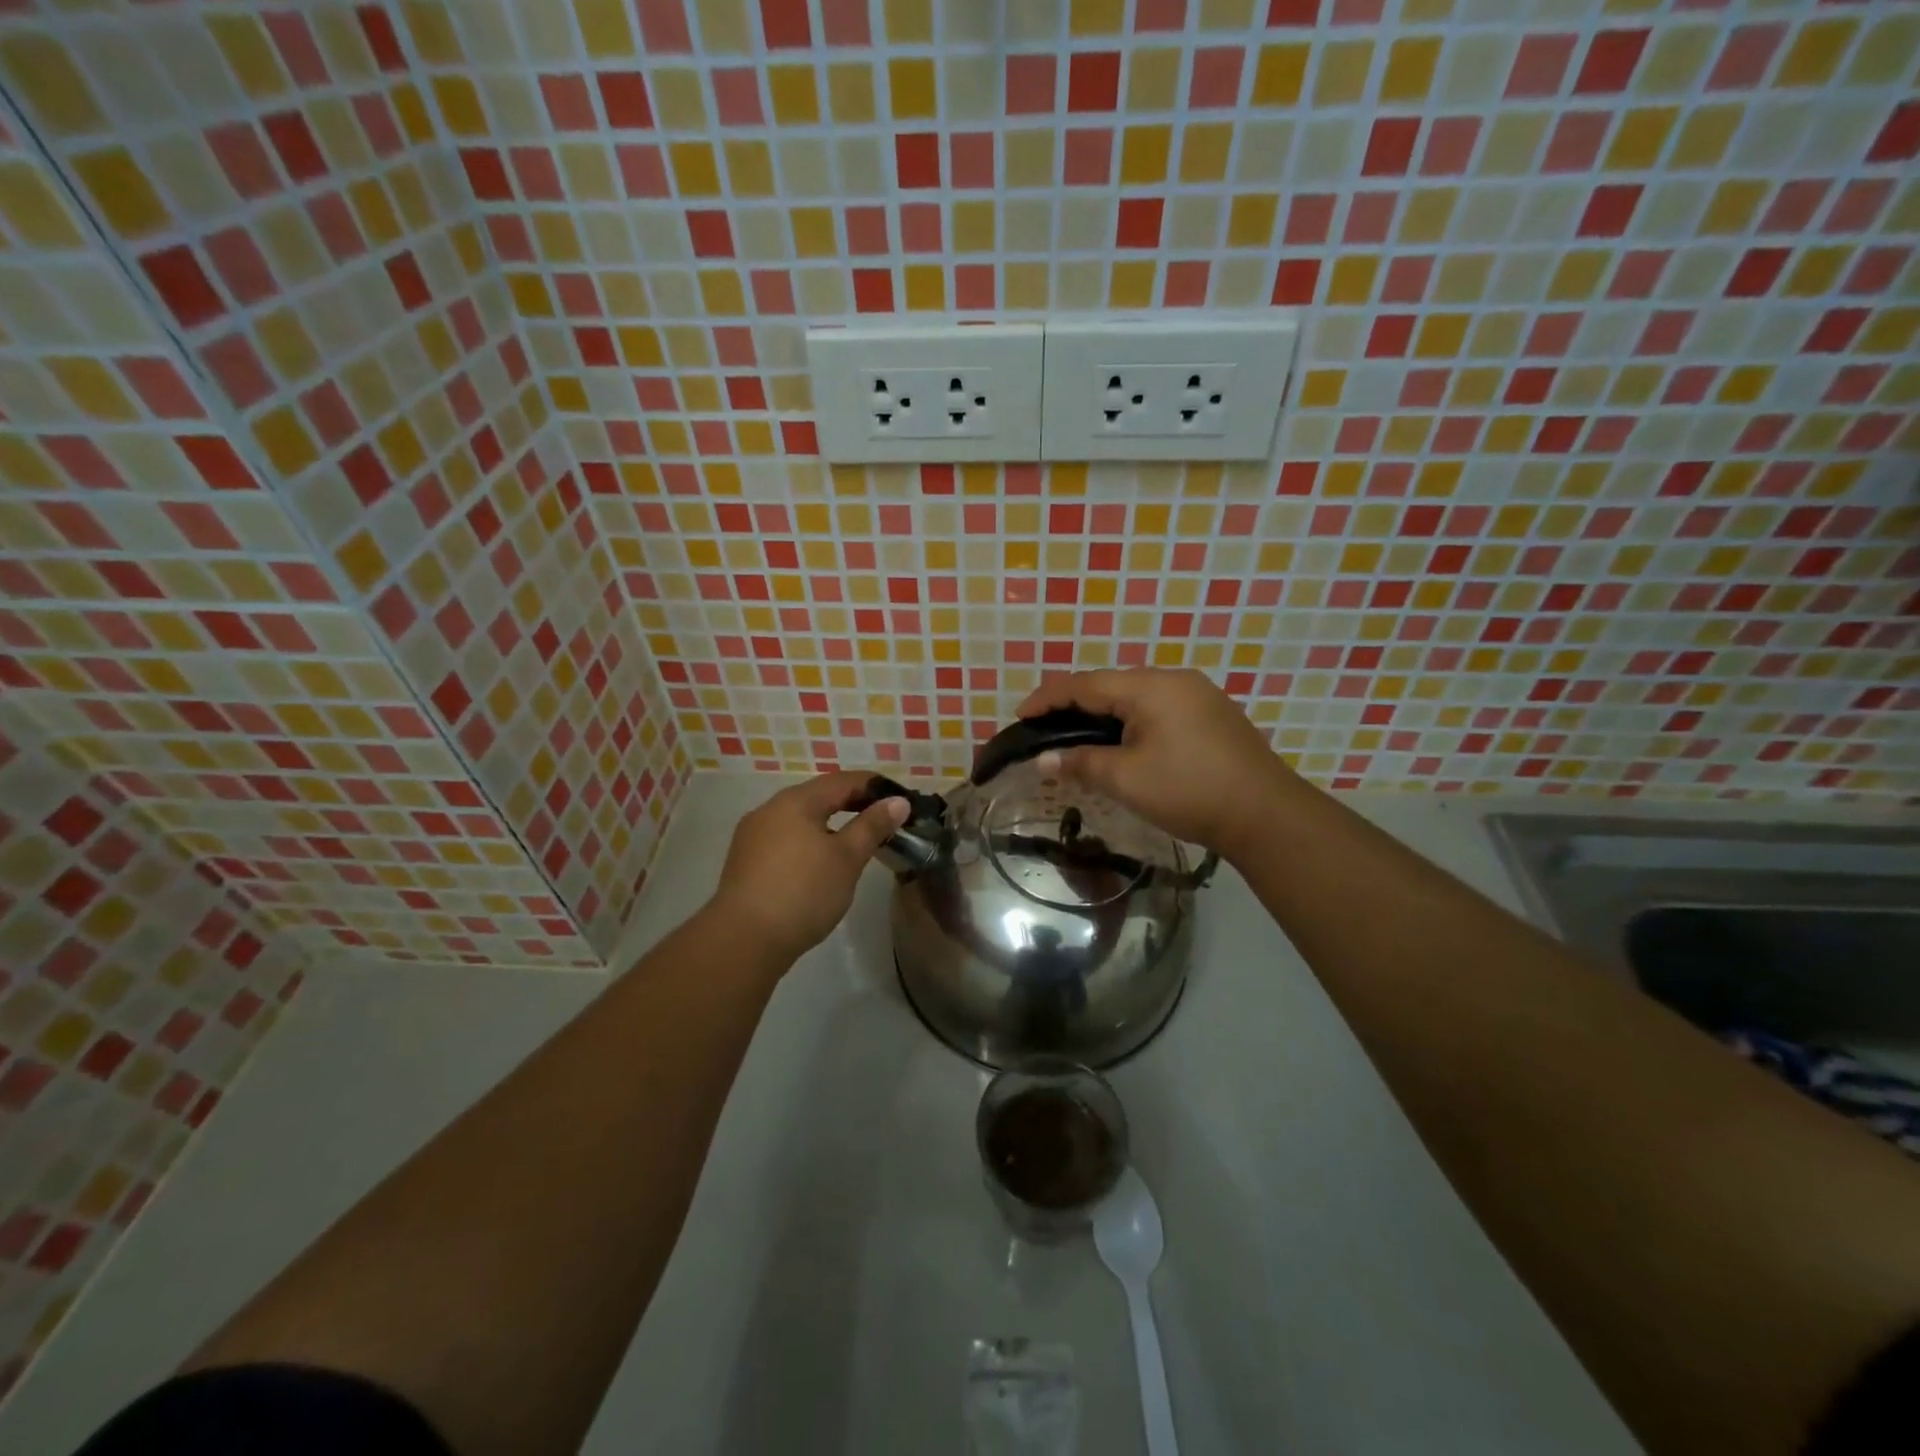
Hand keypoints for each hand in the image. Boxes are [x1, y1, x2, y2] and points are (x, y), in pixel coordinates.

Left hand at [708, 772, 908, 963]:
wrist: (744, 940)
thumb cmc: (803, 892)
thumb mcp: (847, 858)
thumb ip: (872, 826)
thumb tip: (897, 801)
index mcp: (795, 801)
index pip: (842, 781)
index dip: (873, 786)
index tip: (900, 798)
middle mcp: (769, 810)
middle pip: (818, 797)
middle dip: (851, 804)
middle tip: (883, 820)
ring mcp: (752, 836)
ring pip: (800, 819)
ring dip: (829, 824)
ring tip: (855, 842)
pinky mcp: (745, 862)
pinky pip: (785, 839)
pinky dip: (809, 841)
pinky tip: (820, 863)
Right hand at [1015, 668, 1295, 860]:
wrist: (1266, 814)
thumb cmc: (1189, 791)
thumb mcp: (1126, 779)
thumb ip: (1080, 763)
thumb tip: (1043, 759)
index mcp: (1149, 687)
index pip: (1084, 684)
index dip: (1048, 698)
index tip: (1020, 716)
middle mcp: (1173, 680)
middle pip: (1110, 686)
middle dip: (1073, 705)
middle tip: (1045, 728)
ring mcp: (1197, 695)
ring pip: (1135, 697)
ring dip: (1102, 715)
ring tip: (1077, 737)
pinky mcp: (1211, 715)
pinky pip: (1157, 708)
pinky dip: (1130, 722)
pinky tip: (1122, 743)